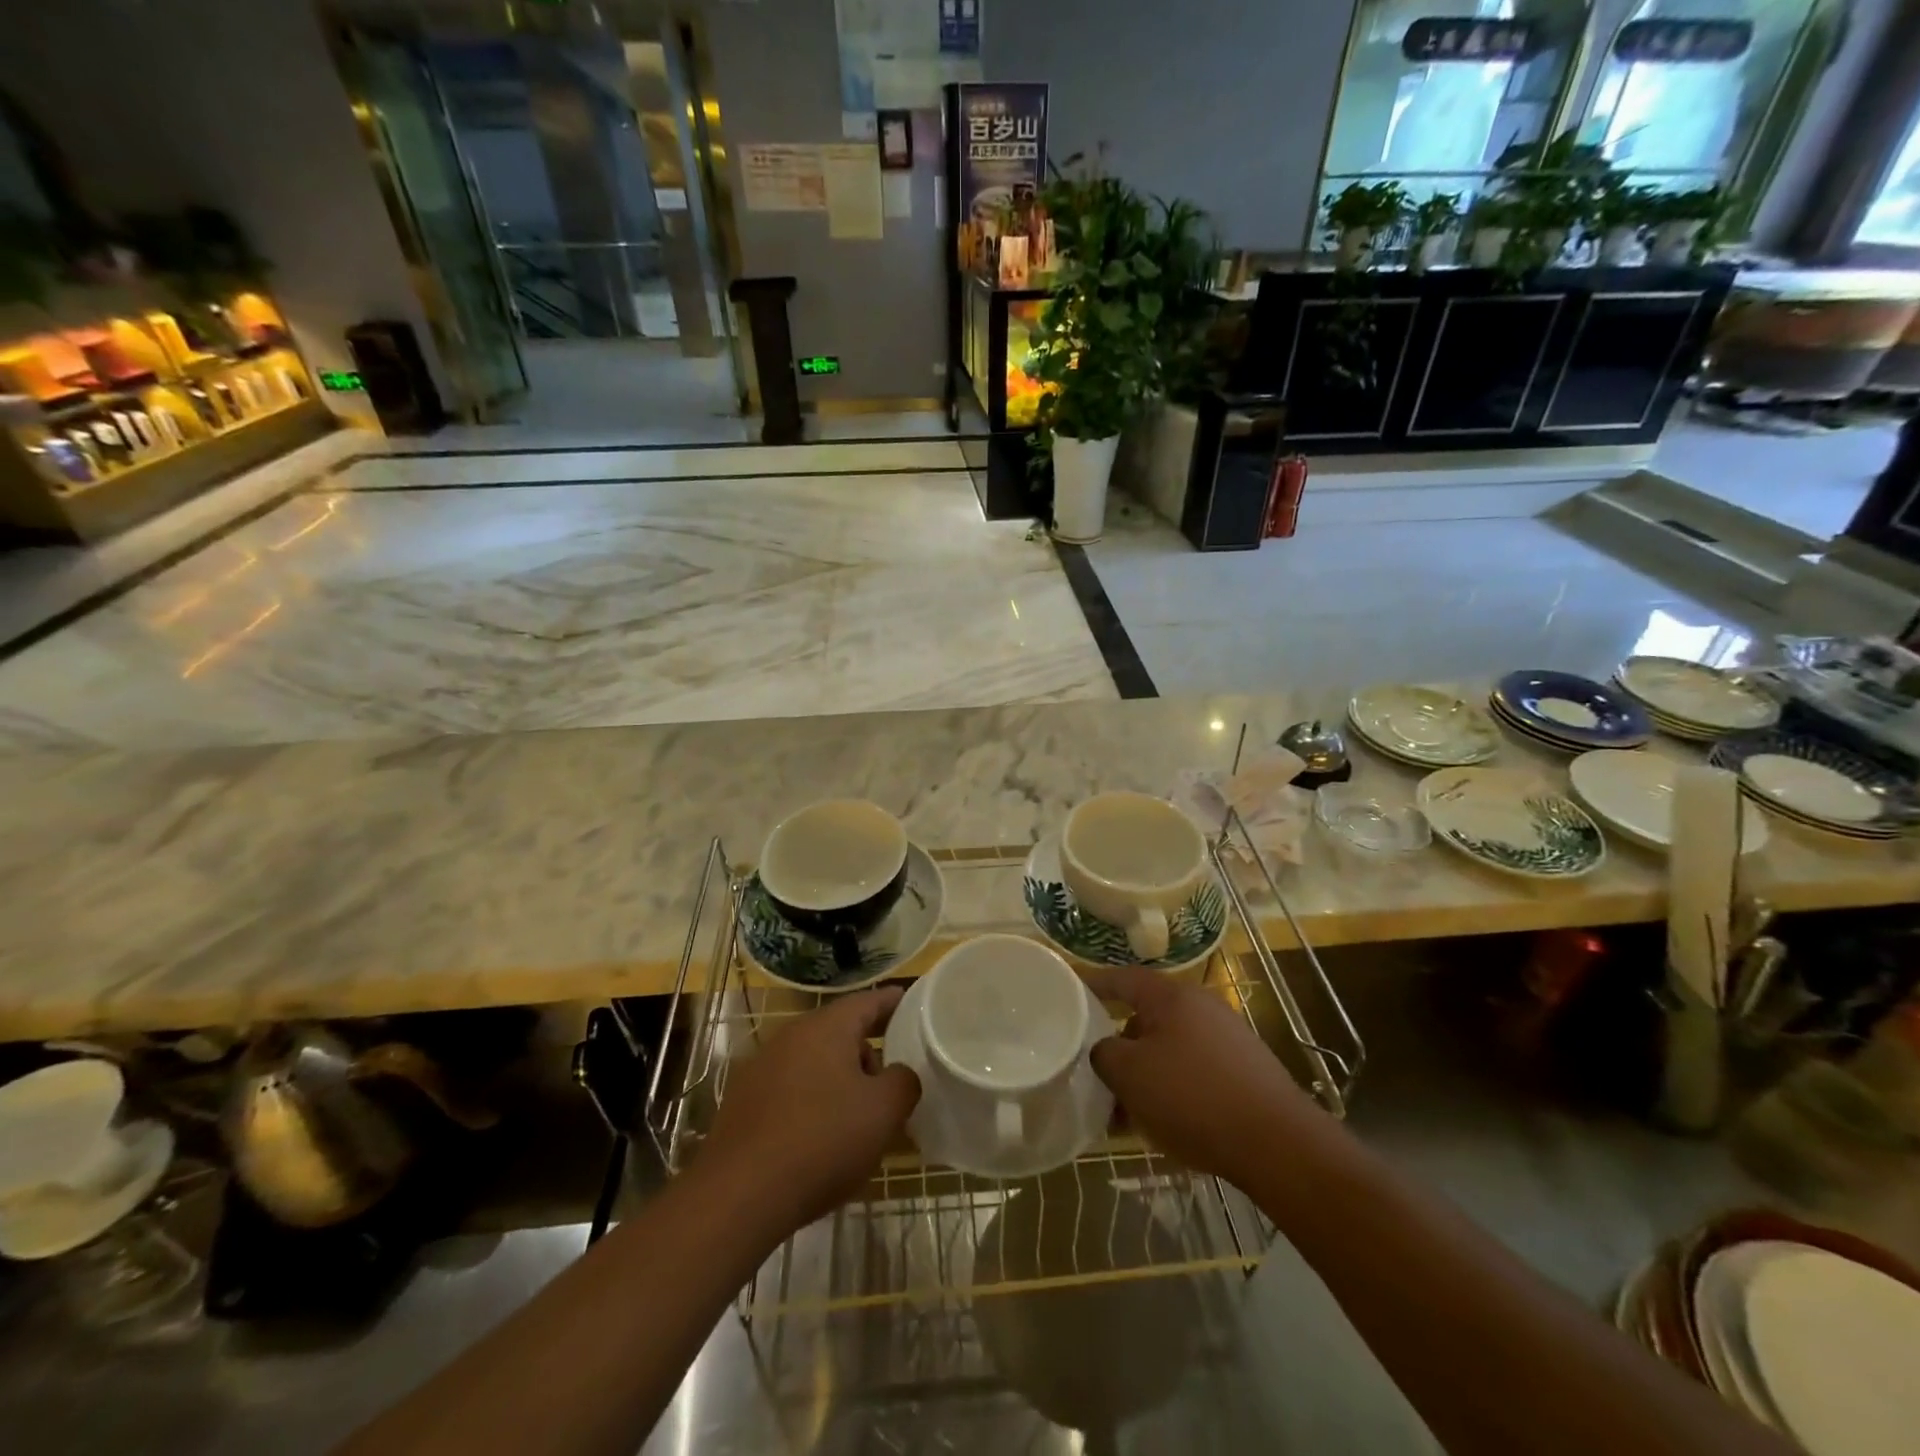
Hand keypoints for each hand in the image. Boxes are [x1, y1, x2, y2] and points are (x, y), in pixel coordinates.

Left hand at [700, 987, 919, 1228]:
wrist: (738, 1196)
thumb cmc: (822, 1141)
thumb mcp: (882, 1112)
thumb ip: (903, 1082)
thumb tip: (900, 1073)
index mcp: (827, 1027)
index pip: (868, 1001)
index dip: (893, 1002)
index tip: (912, 1002)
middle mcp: (791, 1035)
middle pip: (840, 1032)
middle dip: (868, 1051)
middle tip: (891, 1081)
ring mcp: (761, 1067)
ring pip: (814, 1062)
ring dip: (839, 1079)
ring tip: (856, 1118)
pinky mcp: (743, 1101)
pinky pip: (790, 1088)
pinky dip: (811, 1101)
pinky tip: (819, 1139)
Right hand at [1086, 964, 1316, 1184]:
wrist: (1278, 1143)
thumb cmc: (1193, 1097)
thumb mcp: (1130, 1075)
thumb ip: (1104, 1054)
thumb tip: (1105, 1050)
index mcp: (1170, 996)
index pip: (1122, 979)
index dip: (1094, 985)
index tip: (1069, 993)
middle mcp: (1201, 1006)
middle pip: (1147, 1016)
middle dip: (1119, 1044)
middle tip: (1097, 1070)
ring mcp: (1228, 1037)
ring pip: (1170, 1048)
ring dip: (1146, 1073)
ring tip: (1126, 1111)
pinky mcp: (1246, 1070)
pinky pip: (1195, 1070)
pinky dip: (1173, 1088)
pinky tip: (1165, 1123)